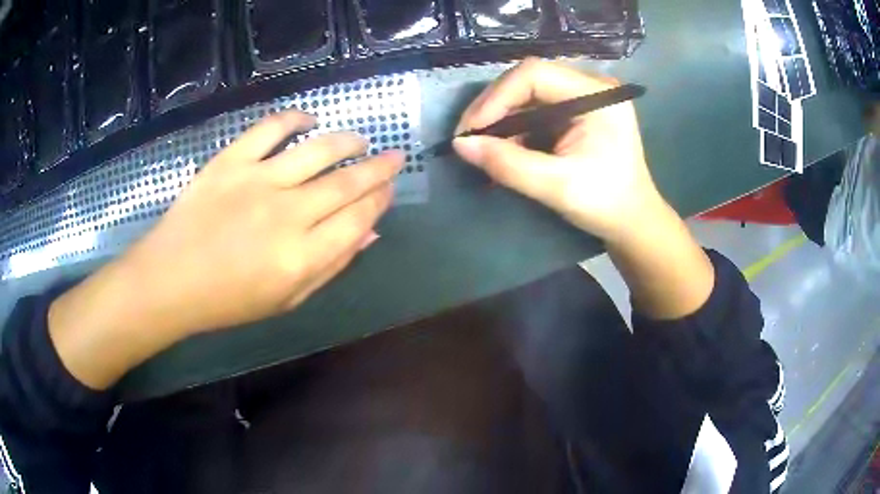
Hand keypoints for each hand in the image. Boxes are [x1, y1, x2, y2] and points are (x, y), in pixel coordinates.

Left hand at [49, 110, 403, 388]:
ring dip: (347, 142)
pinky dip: (294, 120)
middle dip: (378, 169)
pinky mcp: (231, 161)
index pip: (358, 219)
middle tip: (394, 156)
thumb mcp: (286, 299)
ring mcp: (258, 181)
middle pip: (346, 183)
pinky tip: (309, 120)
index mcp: (301, 257)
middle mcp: (287, 214)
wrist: (171, 280)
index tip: (390, 189)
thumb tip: (369, 234)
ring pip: (318, 150)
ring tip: (361, 140)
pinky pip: (270, 129)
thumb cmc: (228, 301)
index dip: (380, 201)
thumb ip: (330, 267)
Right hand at [453, 58, 662, 242]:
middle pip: (529, 79)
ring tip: (481, 145)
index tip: (471, 131)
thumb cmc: (606, 205)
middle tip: (469, 138)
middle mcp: (591, 86)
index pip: (535, 74)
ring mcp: (584, 96)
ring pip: (528, 92)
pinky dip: (514, 125)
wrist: (632, 221)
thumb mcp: (557, 187)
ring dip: (500, 117)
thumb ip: (509, 165)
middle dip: (494, 107)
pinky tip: (502, 146)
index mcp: (598, 95)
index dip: (496, 98)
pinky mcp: (577, 110)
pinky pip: (536, 107)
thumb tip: (461, 145)